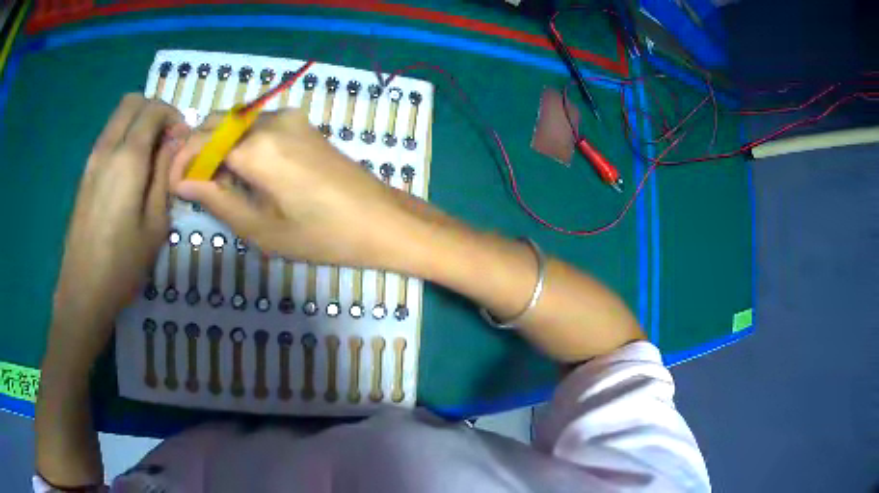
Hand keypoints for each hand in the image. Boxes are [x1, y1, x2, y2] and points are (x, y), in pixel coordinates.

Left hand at [52, 94, 185, 358]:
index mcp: (128, 158)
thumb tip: (174, 144)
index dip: (173, 116)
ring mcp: (92, 160)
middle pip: (132, 102)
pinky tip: (131, 170)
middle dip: (154, 110)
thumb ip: (165, 176)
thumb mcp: (156, 224)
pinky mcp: (85, 174)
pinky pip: (108, 137)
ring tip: (151, 155)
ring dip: (138, 123)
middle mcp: (107, 148)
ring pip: (118, 117)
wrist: (83, 291)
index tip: (183, 140)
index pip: (153, 110)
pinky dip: (124, 138)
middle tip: (167, 139)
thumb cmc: (123, 264)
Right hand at [170, 110, 416, 266]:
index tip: (171, 186)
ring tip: (212, 182)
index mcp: (258, 147)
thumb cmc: (322, 235)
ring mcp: (291, 118)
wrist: (381, 221)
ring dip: (216, 145)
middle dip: (195, 150)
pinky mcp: (302, 123)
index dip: (180, 162)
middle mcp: (272, 120)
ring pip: (235, 121)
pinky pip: (256, 124)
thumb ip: (216, 198)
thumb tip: (181, 180)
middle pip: (216, 123)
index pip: (201, 142)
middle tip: (190, 185)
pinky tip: (239, 170)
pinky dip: (238, 141)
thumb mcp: (261, 227)